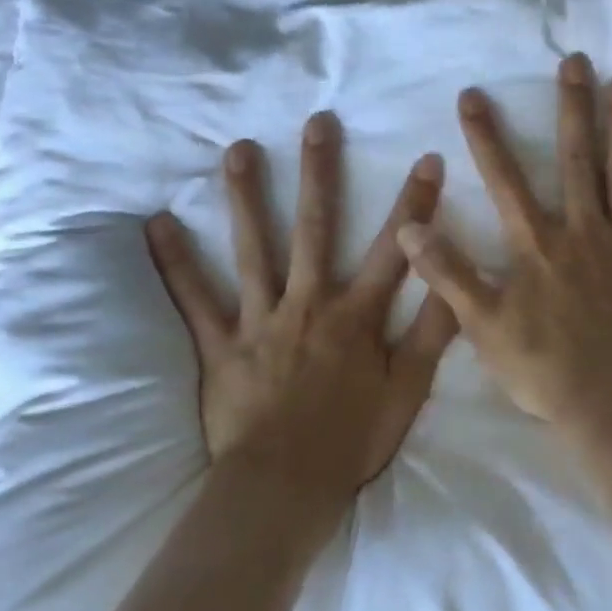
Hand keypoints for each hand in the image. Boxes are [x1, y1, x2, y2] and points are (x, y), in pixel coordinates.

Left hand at [144, 112, 459, 522]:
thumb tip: (455, 284)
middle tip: (318, 123)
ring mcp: (260, 320)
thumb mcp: (409, 390)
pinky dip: (174, 263)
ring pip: (253, 249)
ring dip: (247, 198)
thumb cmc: (352, 440)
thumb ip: (433, 334)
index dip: (414, 203)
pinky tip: (156, 225)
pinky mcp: (221, 345)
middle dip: (320, 173)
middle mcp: (308, 303)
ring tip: (238, 150)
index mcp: (356, 315)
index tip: (427, 157)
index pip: (394, 249)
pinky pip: (194, 299)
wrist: (284, 487)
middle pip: (315, 228)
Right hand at [397, 53, 611, 441]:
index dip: (486, 135)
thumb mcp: (483, 327)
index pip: (505, 179)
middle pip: (576, 158)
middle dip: (571, 106)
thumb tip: (410, 226)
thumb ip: (448, 274)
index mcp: (538, 244)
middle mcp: (585, 229)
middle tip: (574, 60)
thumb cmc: (547, 369)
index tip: (474, 94)